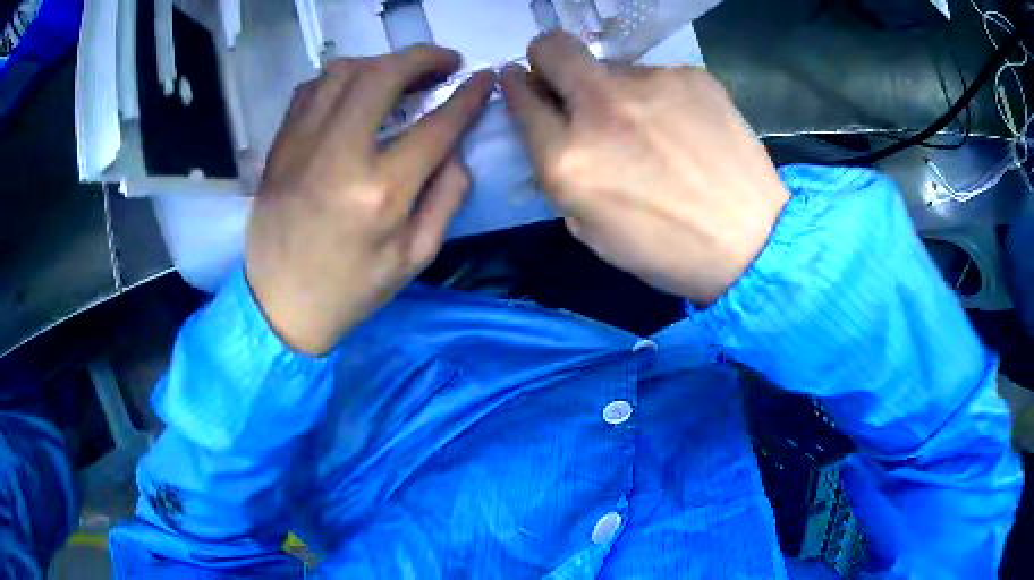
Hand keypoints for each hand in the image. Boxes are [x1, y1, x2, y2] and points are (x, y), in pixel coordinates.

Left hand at [246, 46, 494, 354]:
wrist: (279, 306)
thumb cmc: (351, 290)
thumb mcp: (415, 257)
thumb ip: (447, 196)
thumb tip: (457, 148)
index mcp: (381, 192)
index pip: (436, 125)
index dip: (468, 96)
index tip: (484, 78)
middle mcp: (338, 155)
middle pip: (383, 76)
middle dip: (423, 57)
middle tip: (446, 61)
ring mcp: (300, 145)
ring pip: (342, 72)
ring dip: (381, 63)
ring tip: (402, 73)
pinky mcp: (279, 146)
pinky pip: (311, 90)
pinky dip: (341, 80)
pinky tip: (356, 92)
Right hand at [500, 32, 789, 304]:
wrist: (753, 241)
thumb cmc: (666, 250)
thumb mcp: (589, 229)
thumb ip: (560, 171)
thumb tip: (554, 128)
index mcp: (568, 158)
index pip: (521, 96)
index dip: (517, 87)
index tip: (524, 84)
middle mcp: (602, 108)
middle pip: (552, 48)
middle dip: (547, 59)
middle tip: (567, 82)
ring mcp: (650, 84)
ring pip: (610, 65)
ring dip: (613, 89)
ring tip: (651, 127)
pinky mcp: (690, 75)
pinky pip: (655, 75)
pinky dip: (657, 95)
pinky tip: (684, 126)